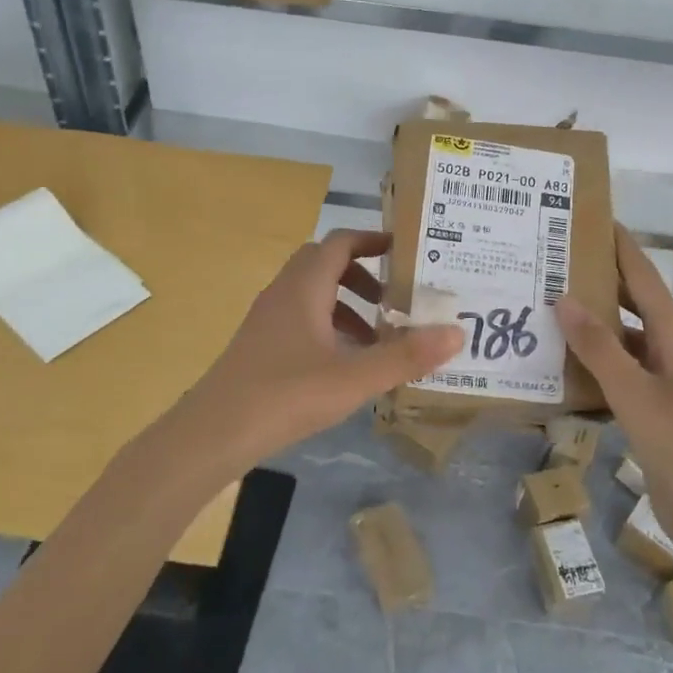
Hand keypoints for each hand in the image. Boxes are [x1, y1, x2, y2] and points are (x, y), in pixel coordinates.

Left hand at [187, 229, 463, 461]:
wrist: (213, 433)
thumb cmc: (286, 395)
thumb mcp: (355, 378)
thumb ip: (406, 356)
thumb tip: (458, 332)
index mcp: (304, 287)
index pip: (341, 242)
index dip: (373, 240)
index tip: (404, 251)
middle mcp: (283, 293)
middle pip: (325, 264)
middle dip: (363, 276)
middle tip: (394, 299)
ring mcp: (267, 320)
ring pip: (313, 295)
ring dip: (346, 307)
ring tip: (377, 340)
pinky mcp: (260, 346)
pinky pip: (301, 320)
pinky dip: (328, 329)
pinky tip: (345, 366)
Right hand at [554, 225, 672, 549]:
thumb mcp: (635, 394)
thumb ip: (600, 347)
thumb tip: (565, 298)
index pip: (645, 279)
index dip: (621, 247)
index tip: (593, 218)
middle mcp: (670, 353)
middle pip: (633, 306)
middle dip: (600, 283)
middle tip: (554, 263)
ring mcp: (663, 385)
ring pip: (622, 343)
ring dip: (591, 328)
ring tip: (546, 311)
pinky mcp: (652, 413)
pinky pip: (617, 378)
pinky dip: (591, 369)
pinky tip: (559, 370)